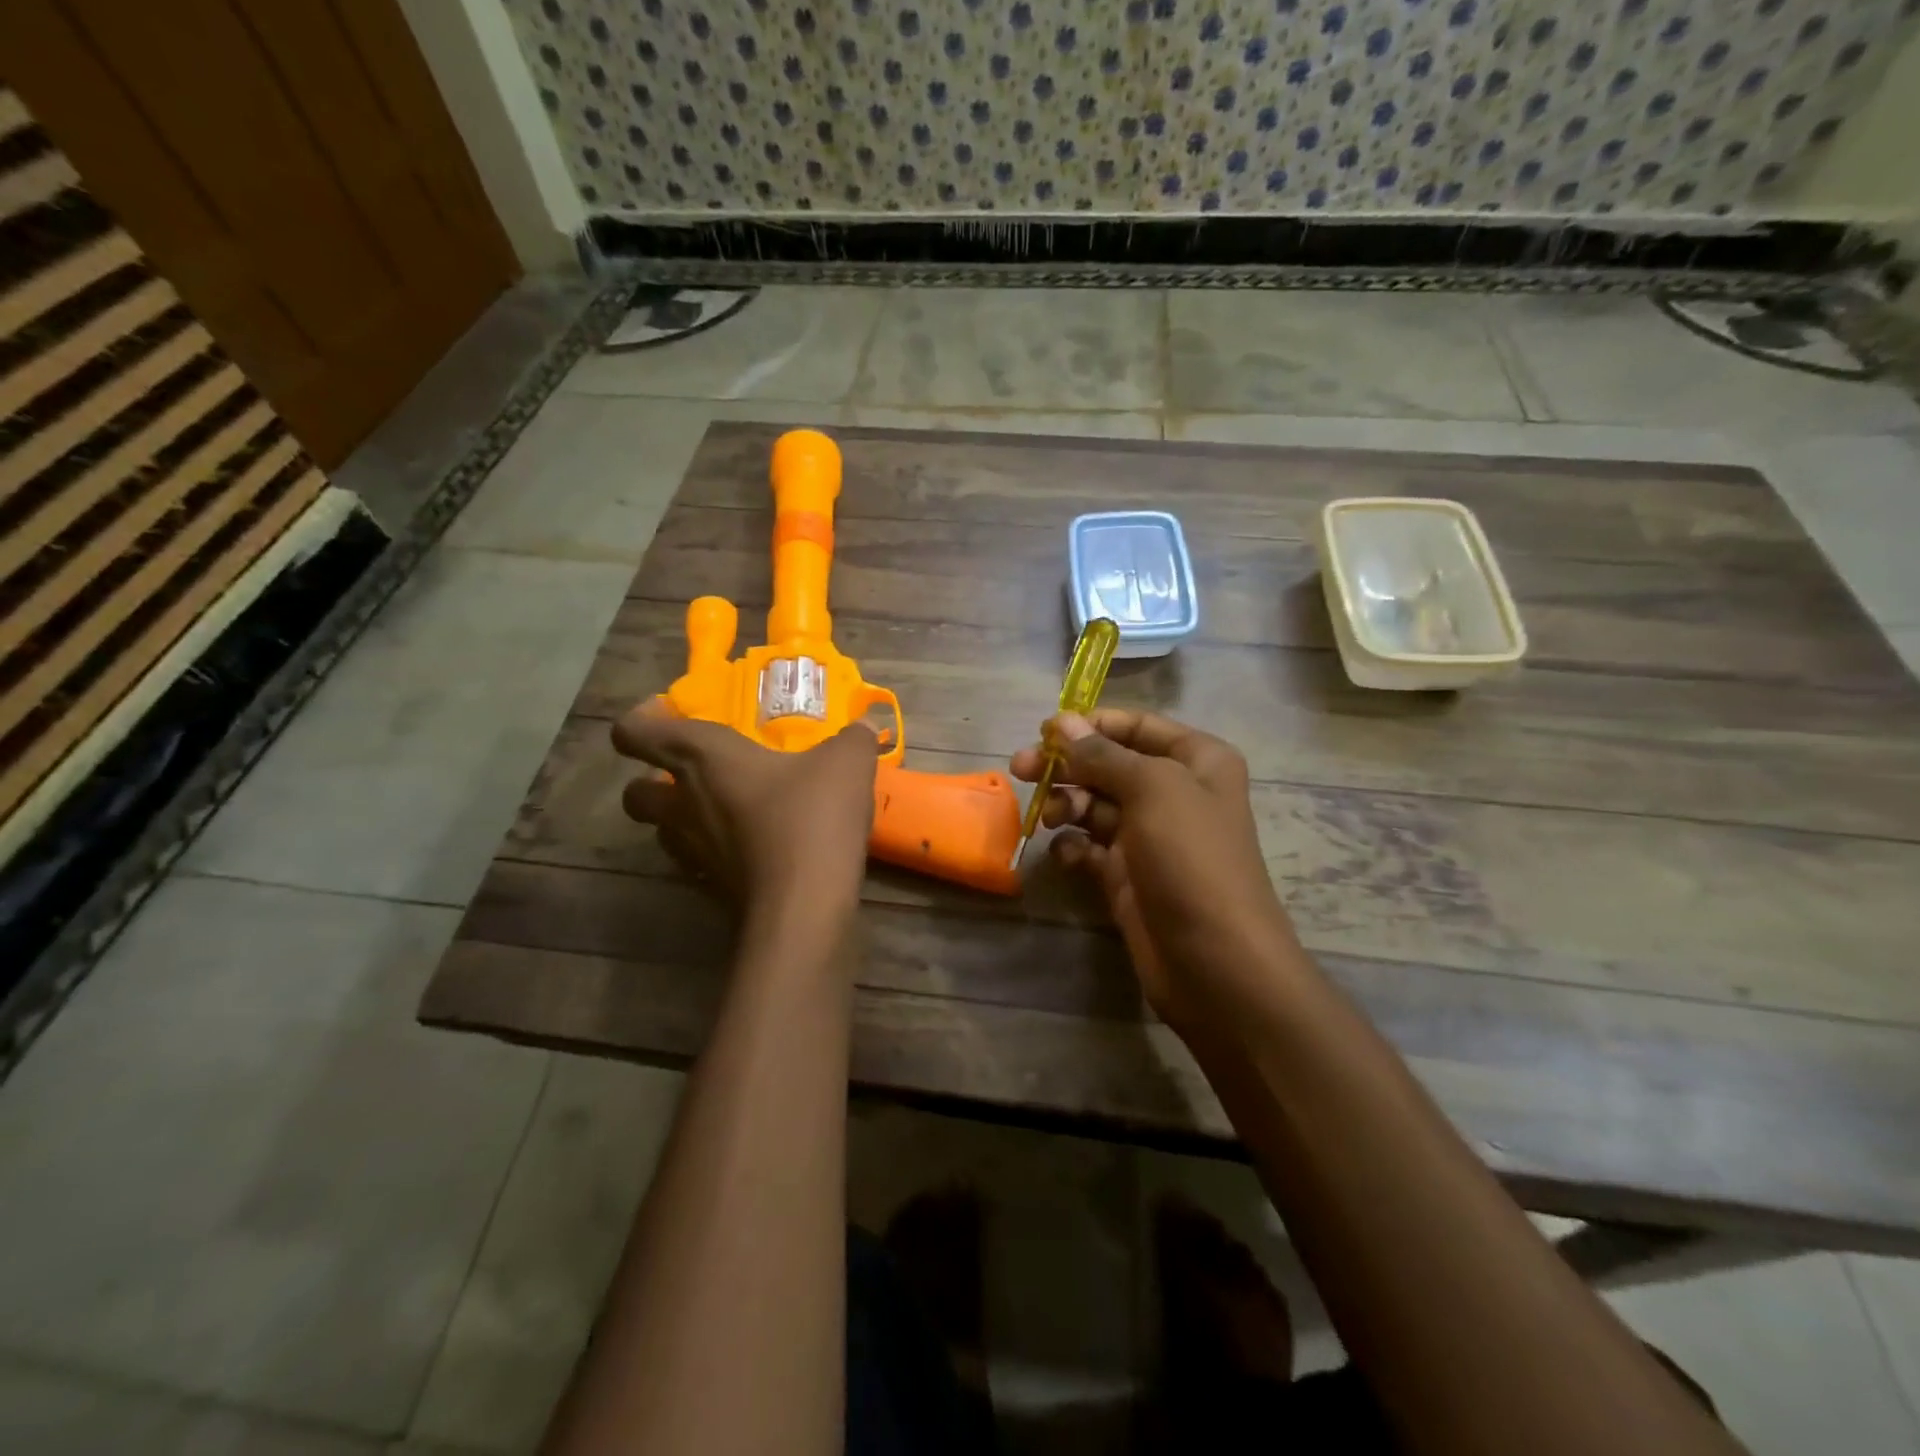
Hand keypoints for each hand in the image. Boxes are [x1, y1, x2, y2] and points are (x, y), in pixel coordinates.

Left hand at [614, 702, 878, 917]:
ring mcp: (693, 852)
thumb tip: (865, 726)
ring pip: (662, 832)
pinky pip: (697, 865)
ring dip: (681, 819)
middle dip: (651, 780)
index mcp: (703, 757)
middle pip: (635, 792)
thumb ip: (854, 738)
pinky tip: (749, 850)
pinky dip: (713, 855)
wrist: (804, 904)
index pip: (636, 732)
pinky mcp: (710, 890)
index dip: (642, 719)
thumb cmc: (812, 816)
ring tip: (724, 811)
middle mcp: (684, 803)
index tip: (670, 714)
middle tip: (693, 773)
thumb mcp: (848, 763)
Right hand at [1010, 710, 1294, 1024]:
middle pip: (1108, 763)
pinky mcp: (1127, 874)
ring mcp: (1149, 836)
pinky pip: (1090, 846)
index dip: (1091, 724)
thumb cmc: (1191, 859)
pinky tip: (1064, 854)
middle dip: (1067, 765)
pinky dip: (1073, 845)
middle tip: (1020, 769)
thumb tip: (1061, 722)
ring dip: (1066, 804)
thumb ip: (1102, 754)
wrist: (1215, 962)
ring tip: (1047, 817)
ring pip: (1095, 804)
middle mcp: (1173, 792)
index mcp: (1195, 761)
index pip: (1136, 725)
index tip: (1045, 731)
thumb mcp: (1152, 790)